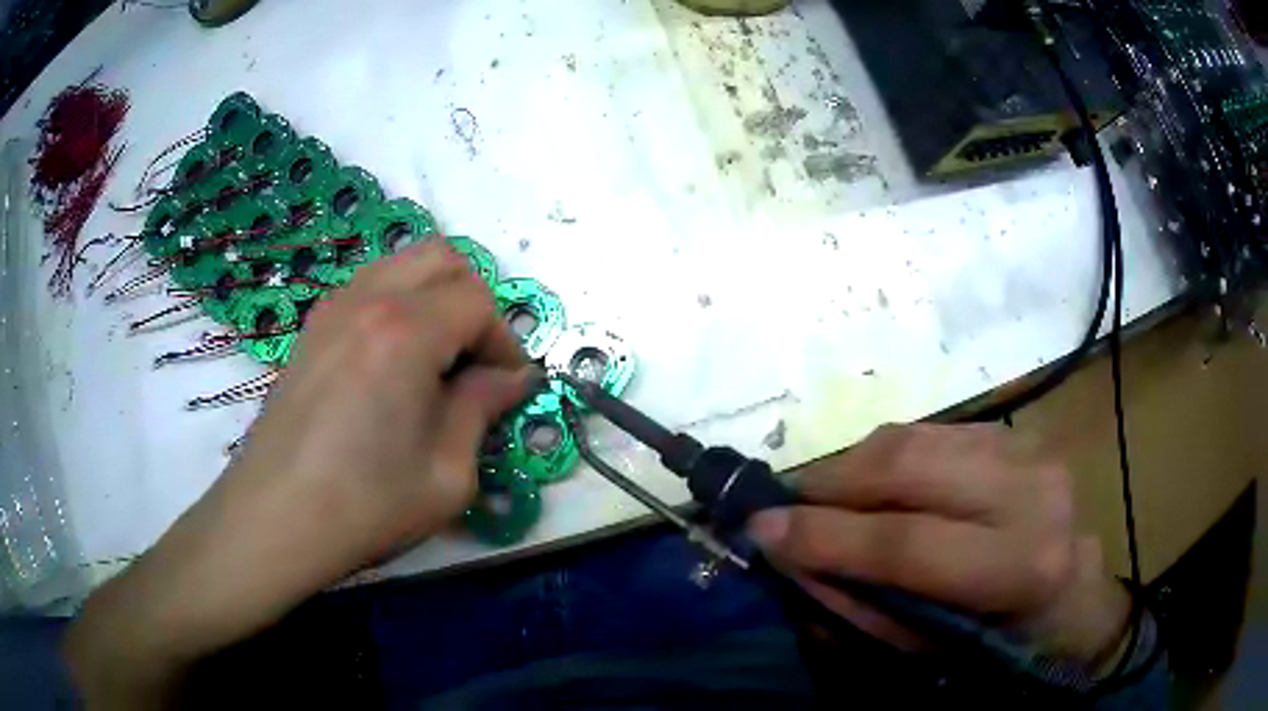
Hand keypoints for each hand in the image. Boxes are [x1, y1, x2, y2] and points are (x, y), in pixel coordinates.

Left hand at [65, 243, 532, 706]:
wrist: (275, 517)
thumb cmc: (365, 504)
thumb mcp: (447, 473)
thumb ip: (483, 408)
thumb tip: (510, 378)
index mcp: (406, 330)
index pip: (478, 300)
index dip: (504, 341)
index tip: (506, 386)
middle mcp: (368, 298)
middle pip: (443, 258)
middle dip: (474, 301)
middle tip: (474, 361)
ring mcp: (332, 306)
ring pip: (403, 262)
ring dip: (434, 297)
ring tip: (435, 360)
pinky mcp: (312, 326)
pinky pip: (370, 285)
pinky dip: (398, 304)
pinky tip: (393, 362)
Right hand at [748, 424, 1130, 666]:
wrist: (1072, 595)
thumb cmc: (1001, 643)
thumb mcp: (930, 651)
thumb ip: (861, 604)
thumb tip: (790, 560)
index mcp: (1020, 565)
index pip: (908, 543)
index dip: (827, 536)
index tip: (761, 531)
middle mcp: (1031, 491)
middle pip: (909, 466)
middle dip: (830, 483)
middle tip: (782, 505)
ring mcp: (1027, 448)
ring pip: (914, 437)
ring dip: (851, 465)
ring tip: (819, 496)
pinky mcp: (1014, 431)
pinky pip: (929, 430)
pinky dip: (884, 455)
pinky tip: (870, 483)